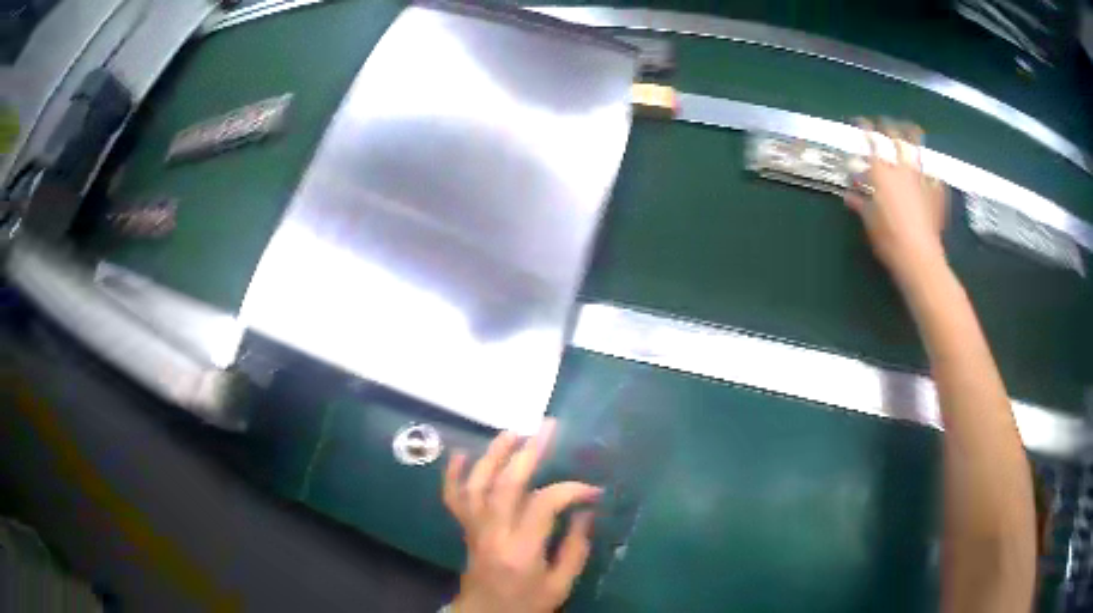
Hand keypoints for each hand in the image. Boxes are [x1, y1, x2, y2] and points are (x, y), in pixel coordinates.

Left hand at [443, 419, 600, 612]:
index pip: (543, 505)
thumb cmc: (527, 603)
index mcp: (521, 550)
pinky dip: (453, 475)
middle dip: (527, 453)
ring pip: (477, 484)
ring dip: (492, 454)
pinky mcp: (465, 529)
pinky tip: (459, 453)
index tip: (592, 490)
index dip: (570, 490)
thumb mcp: (560, 585)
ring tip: (512, 431)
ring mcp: (474, 528)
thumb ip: (575, 549)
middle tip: (547, 428)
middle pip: (506, 485)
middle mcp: (493, 533)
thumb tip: (586, 511)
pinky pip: (453, 498)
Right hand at [844, 119, 947, 284]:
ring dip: (911, 134)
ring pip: (916, 146)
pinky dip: (929, 169)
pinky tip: (929, 171)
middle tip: (883, 122)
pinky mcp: (935, 191)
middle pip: (894, 135)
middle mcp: (901, 167)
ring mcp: (921, 177)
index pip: (870, 140)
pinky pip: (932, 173)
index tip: (859, 122)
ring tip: (910, 128)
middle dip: (887, 125)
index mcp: (881, 172)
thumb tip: (850, 196)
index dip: (864, 128)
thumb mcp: (869, 221)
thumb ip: (860, 203)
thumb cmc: (889, 239)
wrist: (919, 257)